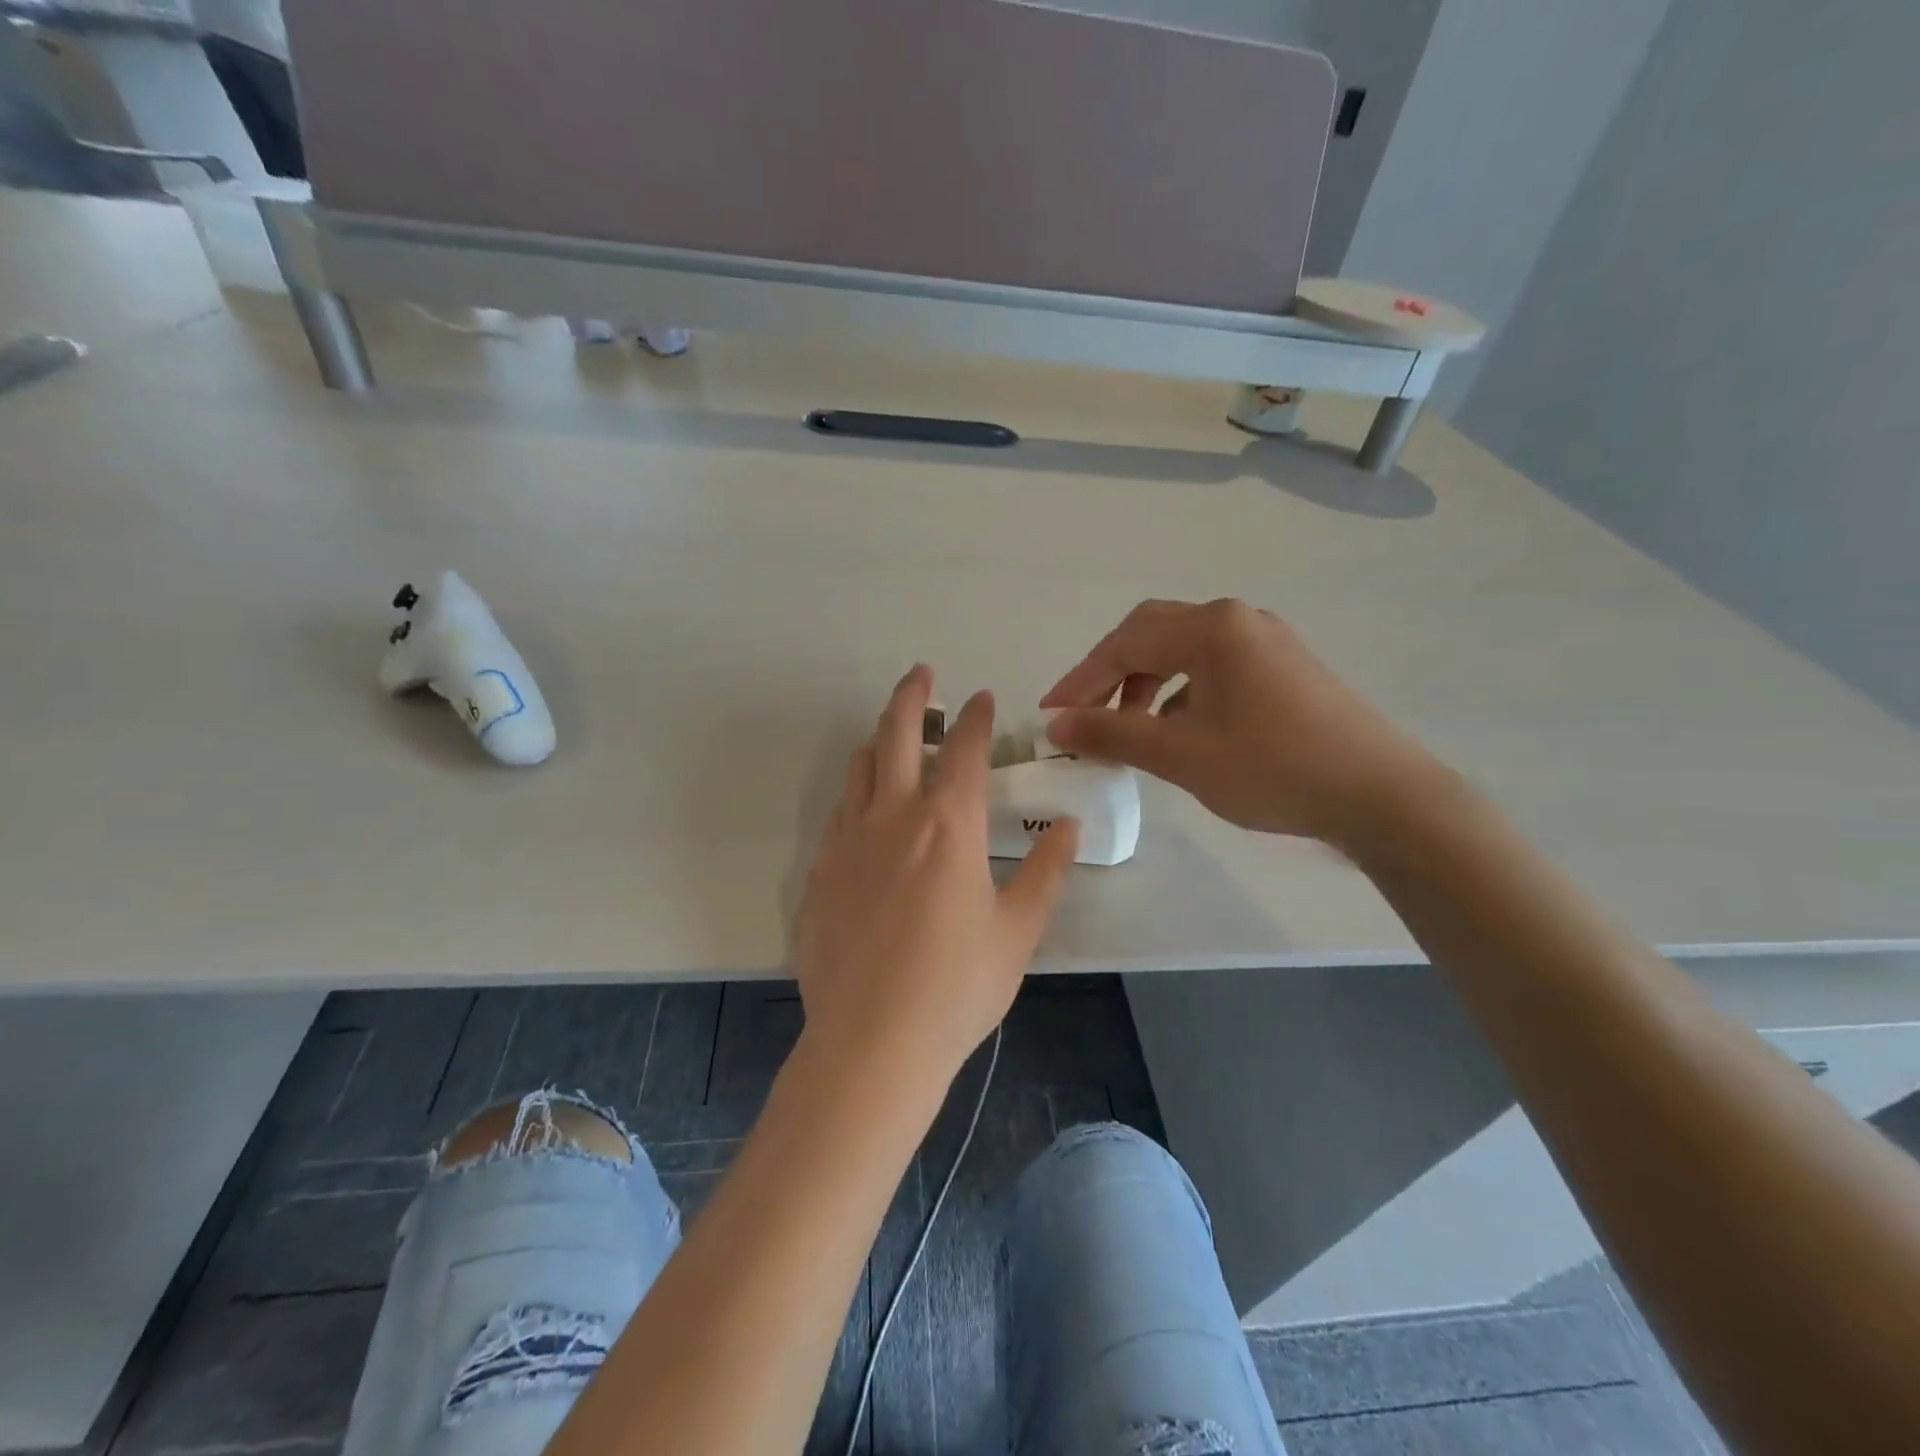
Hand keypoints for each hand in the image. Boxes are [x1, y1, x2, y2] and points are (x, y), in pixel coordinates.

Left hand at [793, 666, 1078, 1085]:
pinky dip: (857, 792)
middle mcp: (892, 816)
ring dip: (879, 740)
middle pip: (896, 734)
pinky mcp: (820, 872)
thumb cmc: (958, 987)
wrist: (872, 1043)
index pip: (963, 749)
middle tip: (923, 674)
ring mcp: (847, 841)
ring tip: (893, 735)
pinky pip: (839, 812)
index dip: (976, 716)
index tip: (983, 698)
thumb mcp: (1018, 932)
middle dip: (912, 695)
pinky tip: (867, 811)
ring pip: (859, 767)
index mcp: (947, 825)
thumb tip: (1068, 829)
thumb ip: (1045, 873)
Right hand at [1041, 599, 1440, 847]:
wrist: (1381, 796)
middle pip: (1152, 634)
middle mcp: (1238, 619)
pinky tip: (1180, 729)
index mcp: (1212, 628)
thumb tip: (1056, 724)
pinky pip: (1215, 666)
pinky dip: (1182, 691)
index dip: (1080, 679)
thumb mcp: (1181, 754)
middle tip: (1084, 713)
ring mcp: (1267, 640)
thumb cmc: (1273, 768)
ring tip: (1130, 728)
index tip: (1049, 715)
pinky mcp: (1285, 667)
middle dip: (1110, 673)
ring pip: (1184, 650)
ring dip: (1146, 682)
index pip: (1124, 643)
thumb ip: (1113, 733)